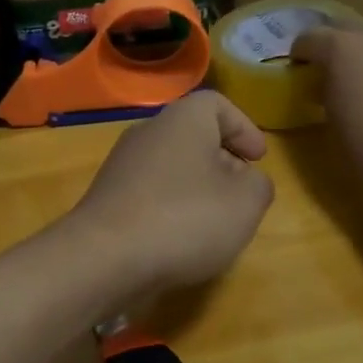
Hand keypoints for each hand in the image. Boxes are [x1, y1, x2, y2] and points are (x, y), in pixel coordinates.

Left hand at [65, 91, 274, 293]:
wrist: (104, 258)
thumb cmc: (185, 219)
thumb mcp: (246, 203)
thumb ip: (258, 185)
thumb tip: (248, 182)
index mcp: (182, 120)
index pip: (217, 104)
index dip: (244, 127)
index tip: (258, 159)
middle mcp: (148, 133)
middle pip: (193, 136)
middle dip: (223, 162)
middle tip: (242, 193)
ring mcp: (122, 167)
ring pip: (171, 167)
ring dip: (197, 189)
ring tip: (214, 223)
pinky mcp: (108, 200)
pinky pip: (150, 194)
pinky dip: (170, 209)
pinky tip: (180, 240)